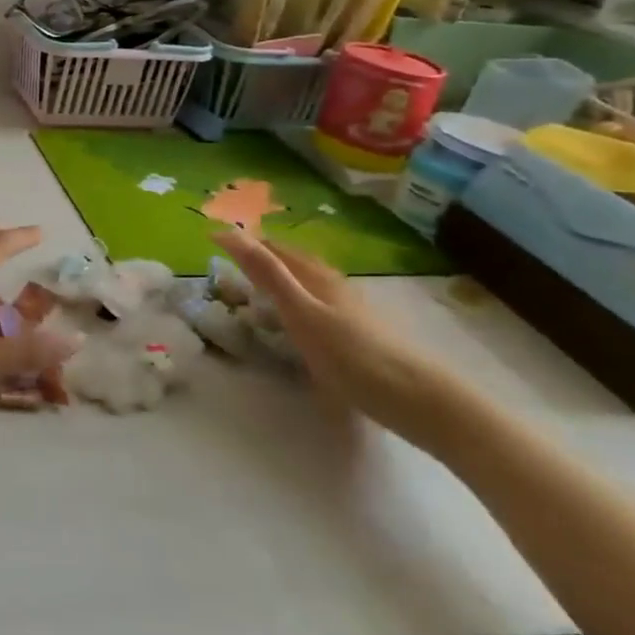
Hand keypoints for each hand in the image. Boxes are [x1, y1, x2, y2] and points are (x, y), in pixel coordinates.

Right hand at [213, 228, 473, 449]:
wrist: (423, 401)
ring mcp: (352, 310)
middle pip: (293, 262)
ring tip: (258, 290)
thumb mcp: (300, 314)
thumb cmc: (354, 357)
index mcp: (317, 277)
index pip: (273, 248)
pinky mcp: (363, 334)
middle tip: (229, 264)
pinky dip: (298, 303)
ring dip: (281, 279)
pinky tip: (299, 323)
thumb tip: (227, 233)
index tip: (211, 241)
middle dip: (261, 257)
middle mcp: (335, 285)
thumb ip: (266, 274)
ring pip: (309, 284)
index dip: (243, 242)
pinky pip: (320, 306)